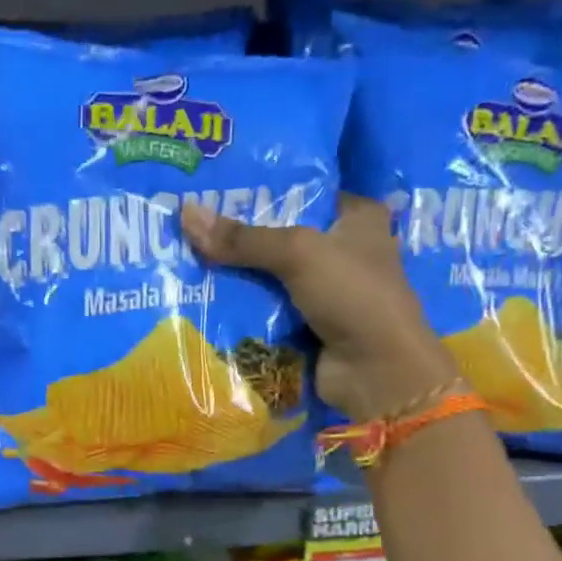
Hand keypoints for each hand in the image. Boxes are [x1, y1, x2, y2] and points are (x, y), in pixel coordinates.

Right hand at [182, 194, 456, 420]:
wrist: (376, 372)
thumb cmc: (352, 295)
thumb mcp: (298, 253)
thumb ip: (243, 238)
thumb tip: (185, 214)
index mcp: (358, 218)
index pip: (305, 192)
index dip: (264, 189)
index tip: (216, 188)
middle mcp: (344, 251)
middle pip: (281, 237)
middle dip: (241, 236)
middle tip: (190, 225)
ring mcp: (326, 294)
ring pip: (271, 277)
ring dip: (237, 276)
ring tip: (187, 259)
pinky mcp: (309, 328)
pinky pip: (268, 312)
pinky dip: (244, 311)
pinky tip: (204, 299)